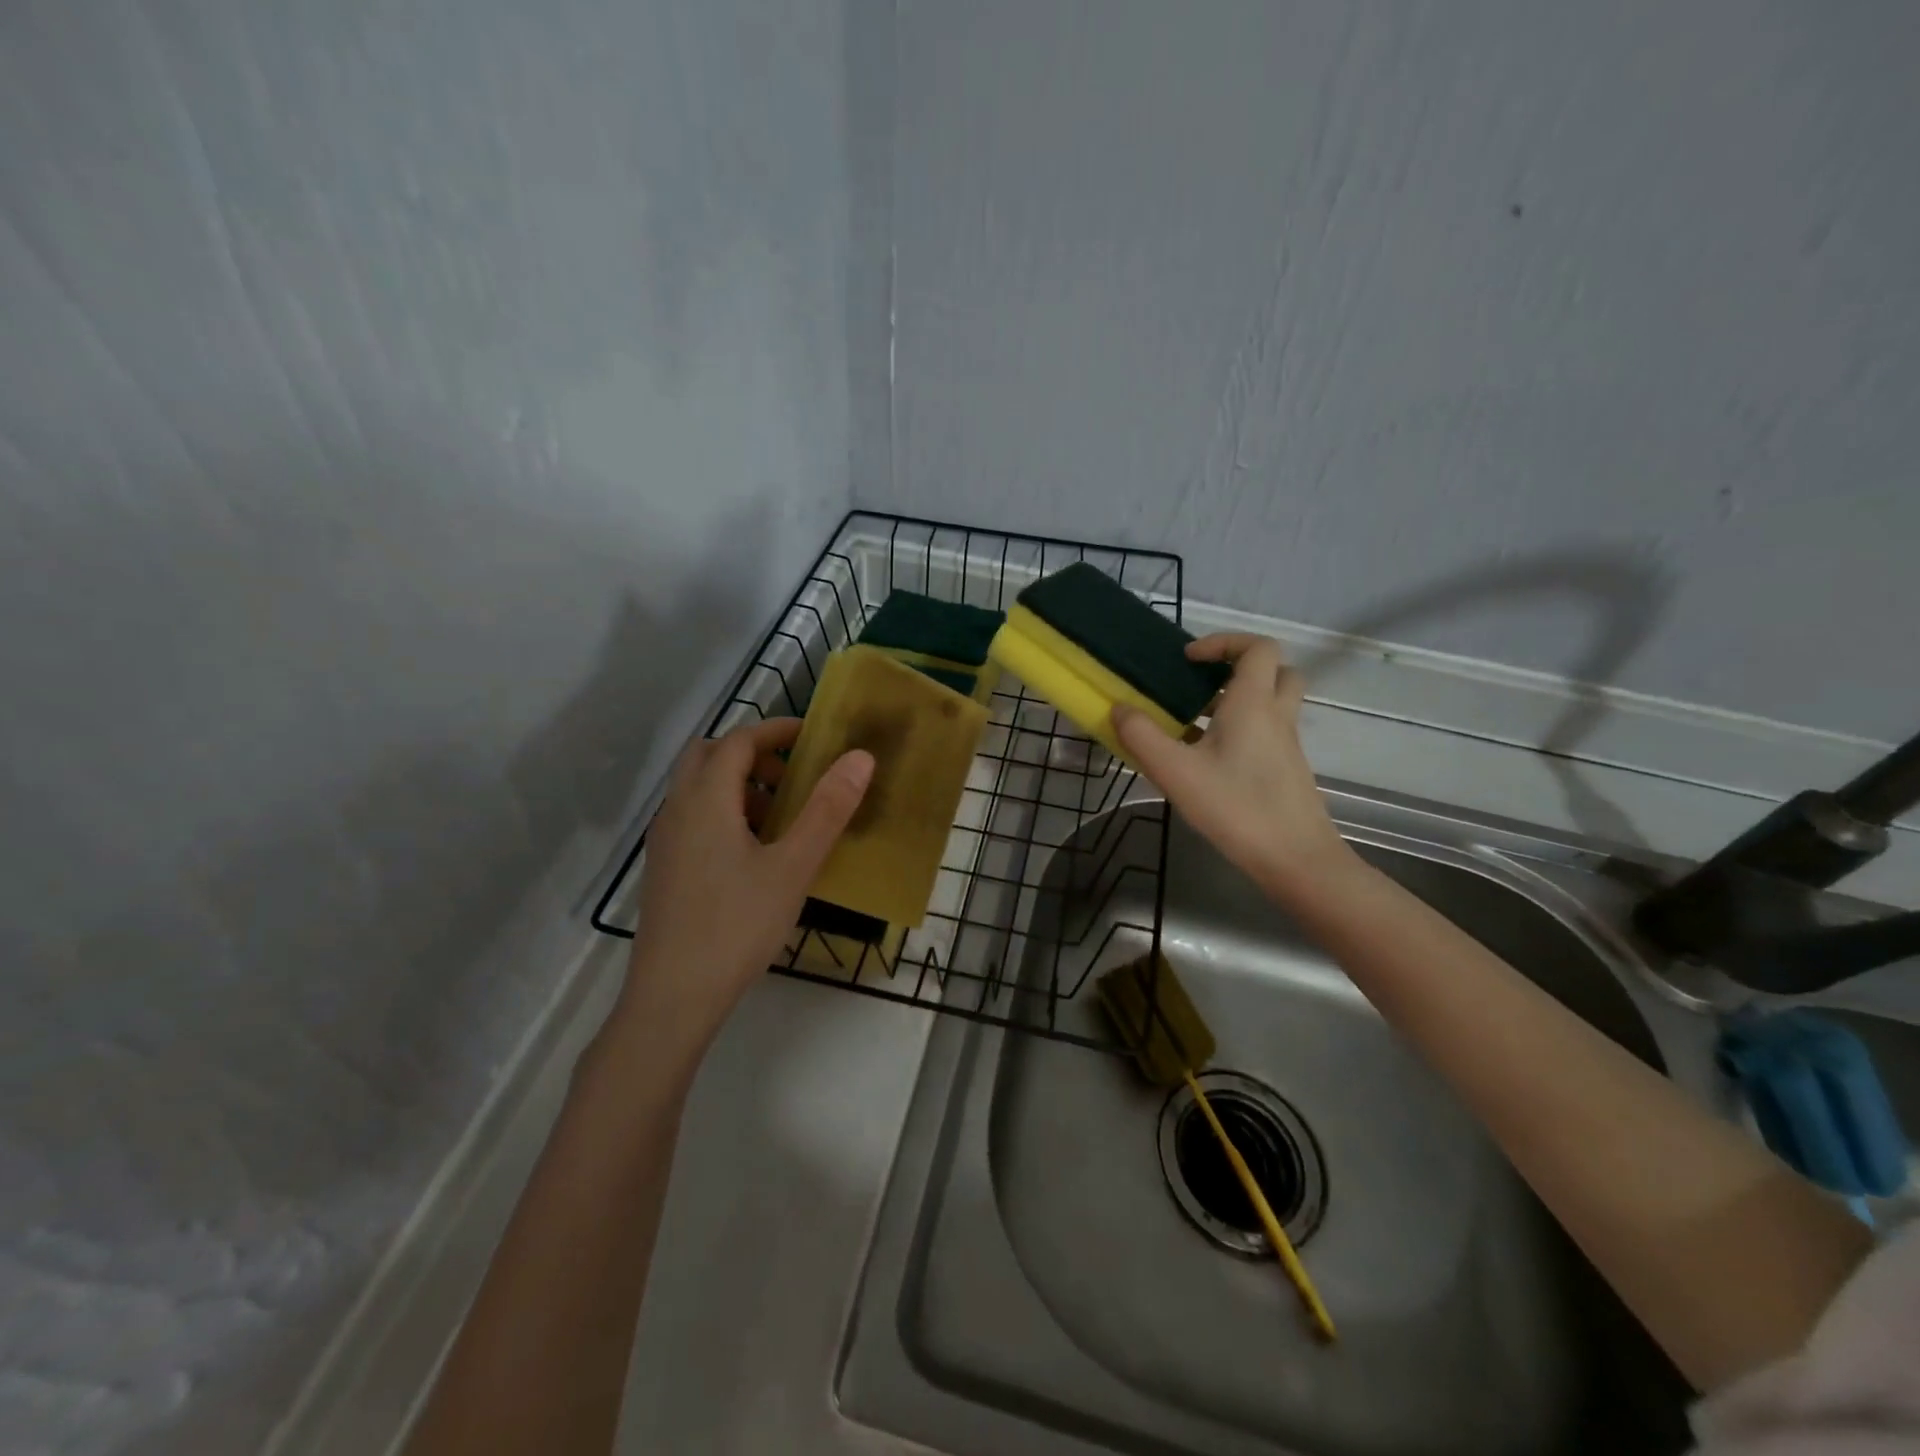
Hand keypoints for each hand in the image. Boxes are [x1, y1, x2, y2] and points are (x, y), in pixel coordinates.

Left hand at [608, 718, 872, 1056]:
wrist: (673, 997)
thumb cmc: (737, 925)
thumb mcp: (793, 866)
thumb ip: (827, 809)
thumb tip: (859, 758)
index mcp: (706, 799)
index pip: (738, 740)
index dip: (776, 731)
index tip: (812, 737)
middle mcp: (677, 809)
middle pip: (708, 755)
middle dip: (752, 754)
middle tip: (792, 777)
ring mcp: (665, 841)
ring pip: (698, 788)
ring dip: (737, 784)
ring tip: (780, 817)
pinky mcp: (664, 868)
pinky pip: (692, 817)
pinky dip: (723, 811)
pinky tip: (753, 853)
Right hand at [1112, 634, 1351, 898]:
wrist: (1295, 858)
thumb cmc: (1236, 807)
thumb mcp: (1176, 771)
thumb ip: (1142, 736)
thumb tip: (1119, 709)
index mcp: (1253, 703)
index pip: (1257, 647)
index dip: (1224, 642)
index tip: (1189, 659)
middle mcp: (1275, 715)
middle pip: (1274, 671)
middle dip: (1238, 668)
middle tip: (1201, 685)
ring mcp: (1286, 744)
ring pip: (1270, 704)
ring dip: (1236, 702)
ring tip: (1192, 724)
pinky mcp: (1286, 769)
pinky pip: (1266, 733)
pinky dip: (1240, 731)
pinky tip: (1206, 762)